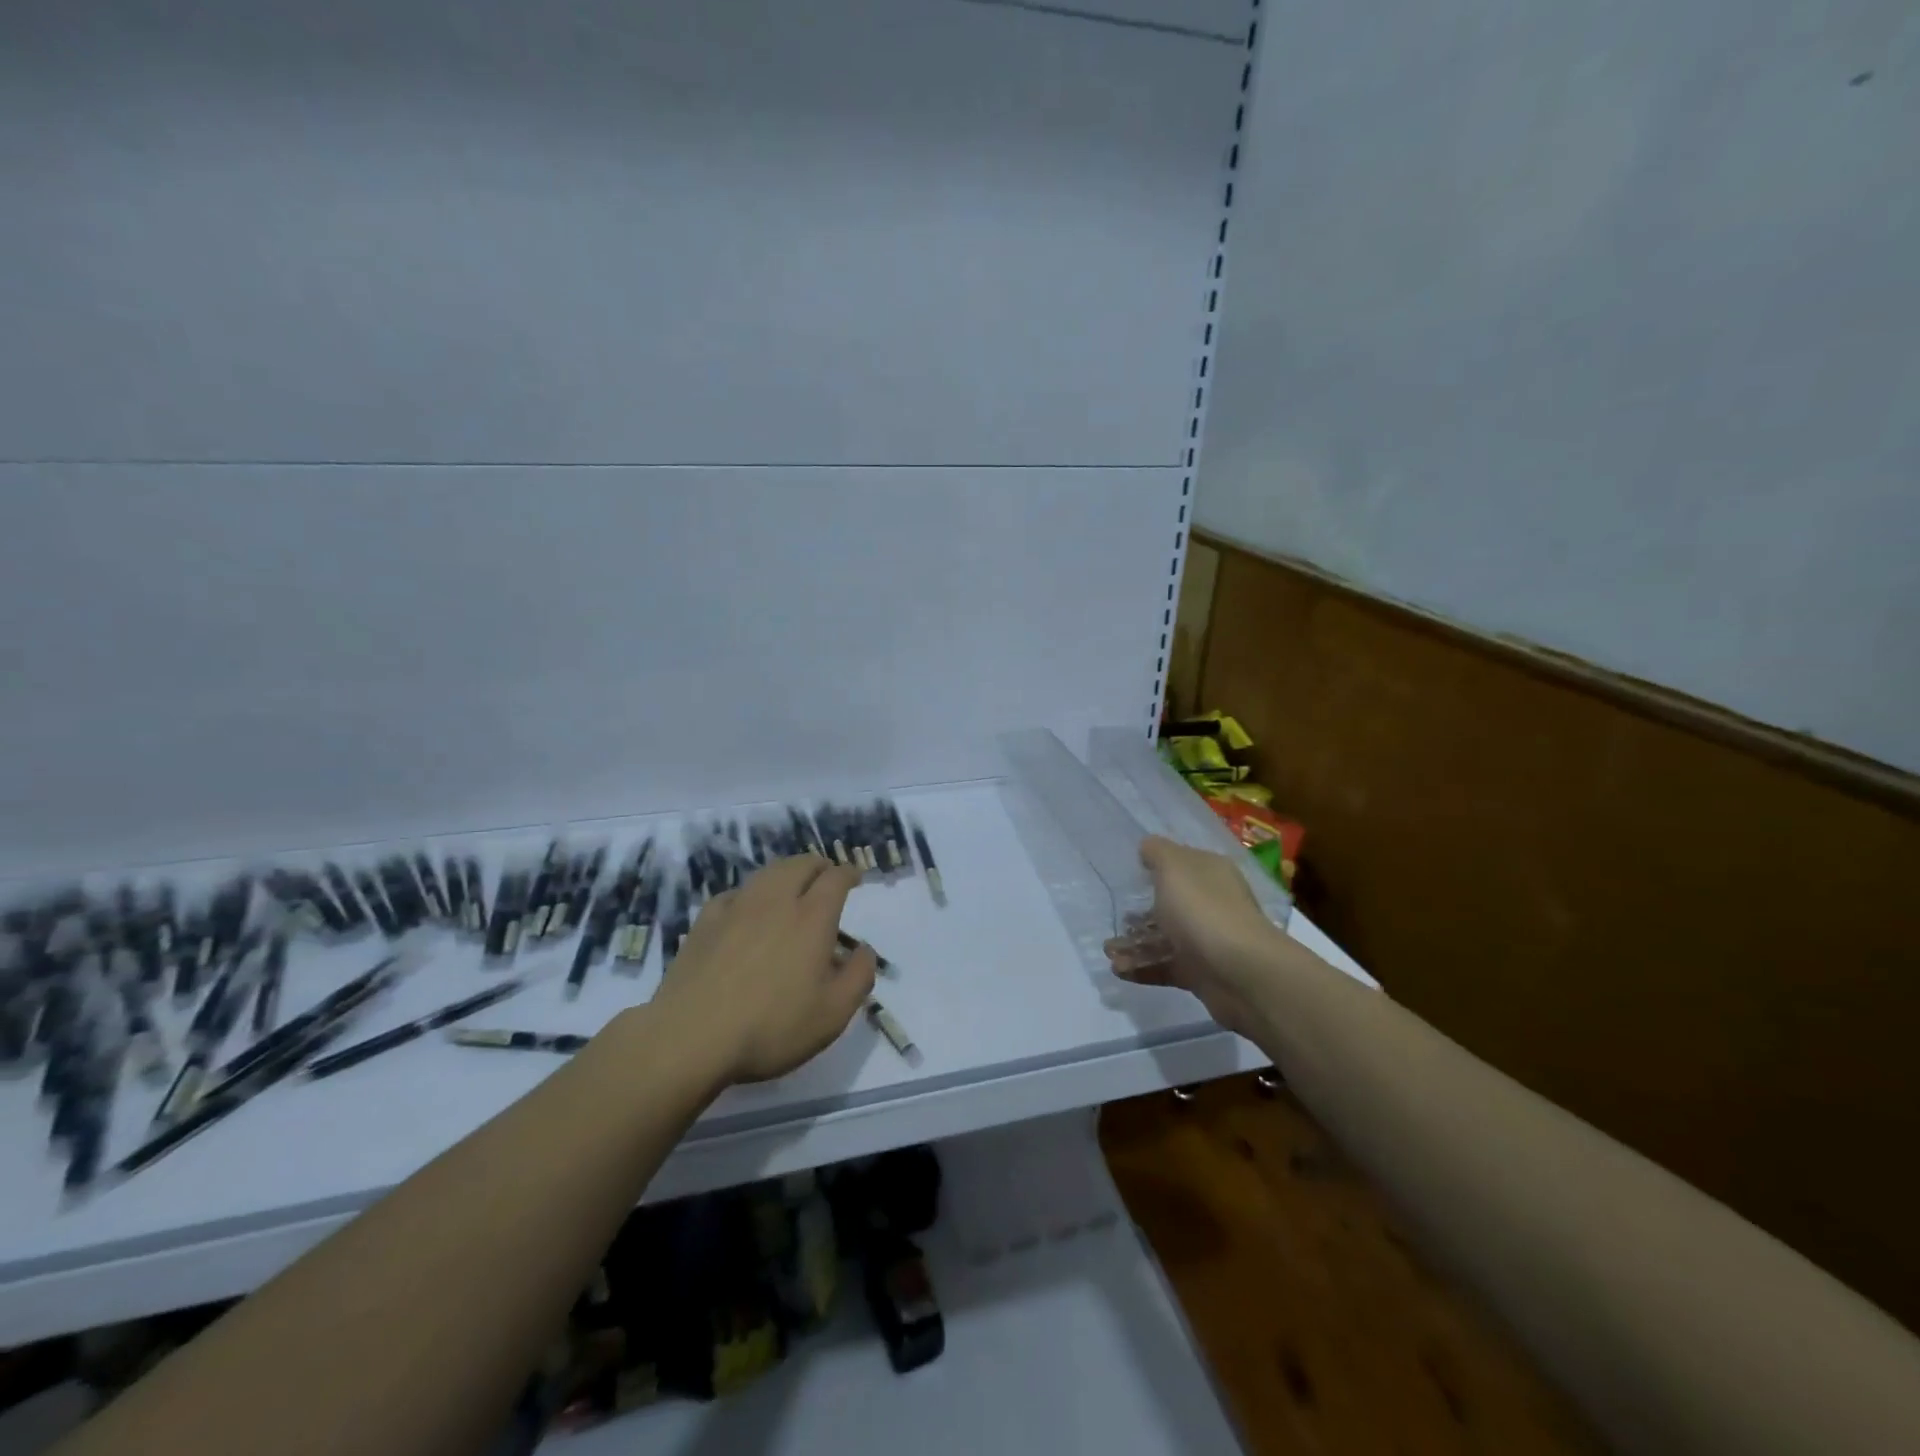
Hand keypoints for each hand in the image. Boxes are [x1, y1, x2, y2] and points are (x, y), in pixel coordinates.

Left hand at [650, 854, 876, 1084]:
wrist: (691, 1037)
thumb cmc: (772, 1027)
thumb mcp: (833, 1014)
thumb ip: (858, 977)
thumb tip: (865, 950)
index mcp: (812, 918)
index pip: (835, 878)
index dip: (848, 873)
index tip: (855, 877)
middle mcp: (776, 901)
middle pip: (800, 864)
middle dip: (818, 866)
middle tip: (825, 877)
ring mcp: (737, 908)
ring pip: (767, 873)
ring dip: (786, 873)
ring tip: (791, 887)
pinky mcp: (705, 922)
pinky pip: (735, 893)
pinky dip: (751, 894)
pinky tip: (747, 910)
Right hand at [1104, 836, 1295, 1038]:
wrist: (1240, 973)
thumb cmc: (1203, 909)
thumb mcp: (1173, 867)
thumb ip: (1157, 852)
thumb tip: (1147, 847)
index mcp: (1210, 873)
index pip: (1180, 864)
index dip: (1154, 868)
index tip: (1127, 877)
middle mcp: (1211, 903)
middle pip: (1170, 904)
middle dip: (1139, 913)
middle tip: (1115, 919)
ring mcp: (1207, 940)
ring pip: (1164, 938)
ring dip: (1134, 943)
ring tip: (1109, 951)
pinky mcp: (1200, 973)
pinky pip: (1165, 967)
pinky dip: (1142, 967)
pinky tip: (1118, 970)